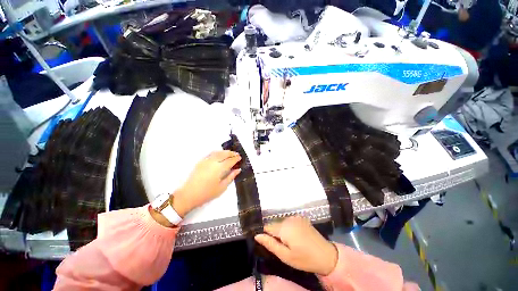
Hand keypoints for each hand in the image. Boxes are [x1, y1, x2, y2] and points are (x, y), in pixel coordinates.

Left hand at [172, 150, 241, 216]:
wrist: (189, 194)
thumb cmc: (207, 193)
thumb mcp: (222, 187)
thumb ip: (231, 177)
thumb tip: (238, 170)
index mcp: (219, 168)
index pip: (230, 160)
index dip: (236, 158)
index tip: (240, 157)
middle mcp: (213, 162)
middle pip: (224, 154)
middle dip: (231, 153)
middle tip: (236, 154)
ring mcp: (206, 161)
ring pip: (217, 152)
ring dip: (225, 151)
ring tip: (229, 153)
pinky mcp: (201, 162)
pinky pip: (211, 154)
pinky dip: (217, 152)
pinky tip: (219, 154)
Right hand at [254, 216, 337, 275]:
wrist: (326, 255)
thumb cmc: (304, 259)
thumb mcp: (285, 256)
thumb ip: (270, 244)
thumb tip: (257, 235)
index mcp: (284, 227)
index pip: (267, 227)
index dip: (266, 234)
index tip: (268, 242)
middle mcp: (289, 219)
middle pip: (275, 224)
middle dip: (275, 233)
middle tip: (282, 246)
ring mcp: (296, 217)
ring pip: (282, 222)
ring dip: (282, 230)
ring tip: (289, 242)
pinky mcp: (301, 218)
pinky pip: (289, 221)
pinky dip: (289, 227)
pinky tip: (295, 237)